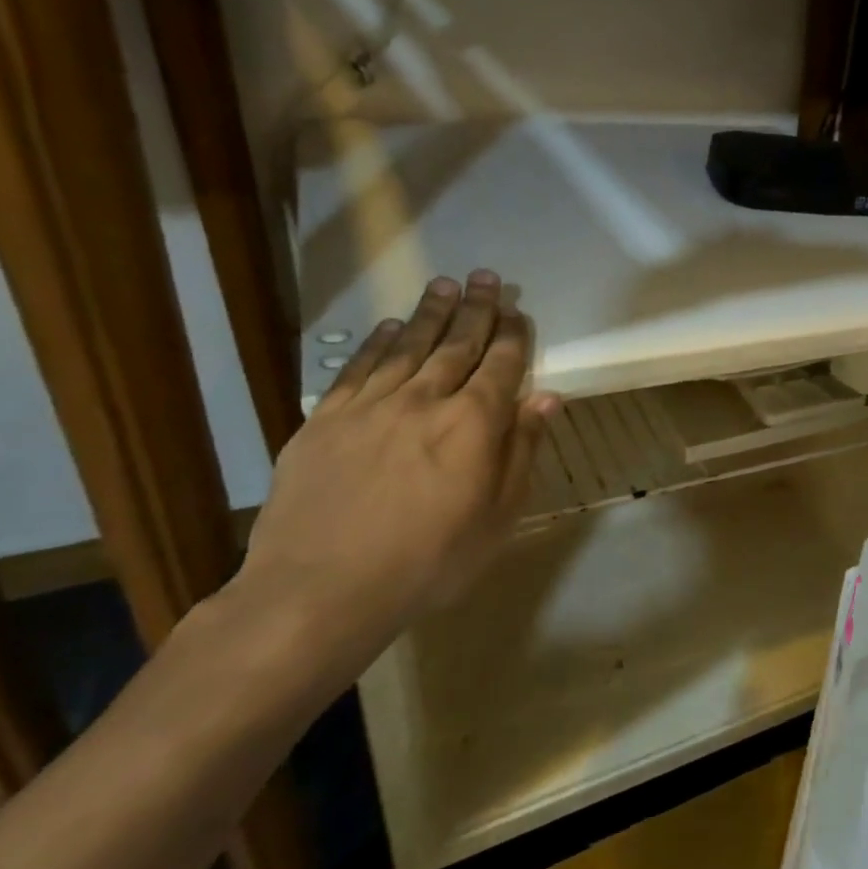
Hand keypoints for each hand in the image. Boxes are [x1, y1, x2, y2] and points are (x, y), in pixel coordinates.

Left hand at [227, 270, 558, 682]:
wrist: (320, 590)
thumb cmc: (429, 561)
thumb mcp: (497, 515)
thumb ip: (522, 450)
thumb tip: (547, 398)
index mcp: (474, 424)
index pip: (500, 365)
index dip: (511, 335)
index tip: (517, 310)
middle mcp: (425, 400)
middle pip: (456, 344)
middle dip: (475, 309)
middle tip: (484, 278)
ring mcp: (370, 407)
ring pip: (408, 347)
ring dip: (429, 314)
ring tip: (444, 285)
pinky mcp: (324, 420)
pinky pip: (358, 369)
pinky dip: (377, 343)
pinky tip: (390, 327)